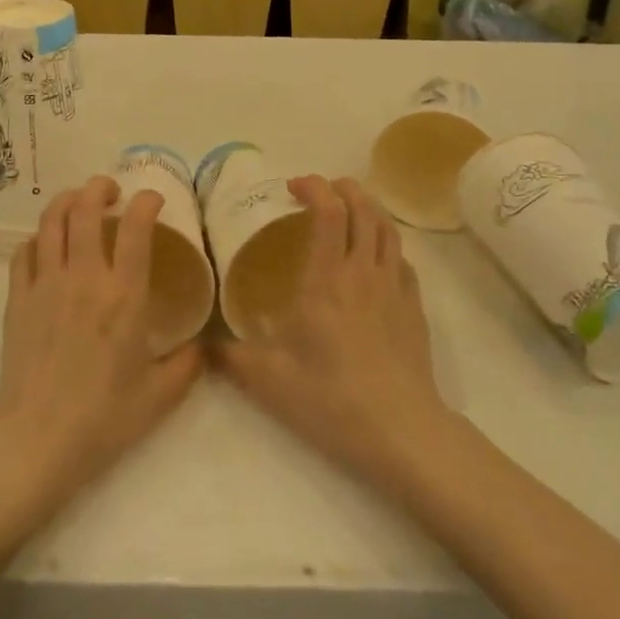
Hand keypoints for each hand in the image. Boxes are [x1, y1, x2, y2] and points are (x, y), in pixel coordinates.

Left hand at [0, 178, 202, 503]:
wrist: (36, 439)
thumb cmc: (102, 418)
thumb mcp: (159, 396)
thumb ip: (188, 365)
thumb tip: (205, 345)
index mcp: (124, 295)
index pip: (136, 227)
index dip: (146, 202)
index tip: (153, 199)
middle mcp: (84, 277)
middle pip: (84, 208)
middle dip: (99, 187)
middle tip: (111, 191)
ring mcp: (45, 284)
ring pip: (50, 221)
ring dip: (66, 201)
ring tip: (78, 203)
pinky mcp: (17, 299)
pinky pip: (24, 252)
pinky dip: (38, 238)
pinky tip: (47, 245)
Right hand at [218, 177, 453, 492]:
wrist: (401, 431)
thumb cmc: (331, 399)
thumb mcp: (269, 381)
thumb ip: (232, 356)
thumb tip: (204, 343)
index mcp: (326, 280)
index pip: (329, 212)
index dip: (314, 187)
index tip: (293, 187)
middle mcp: (363, 272)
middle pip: (364, 207)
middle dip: (343, 187)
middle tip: (321, 190)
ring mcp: (394, 287)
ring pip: (387, 228)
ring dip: (368, 207)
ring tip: (349, 209)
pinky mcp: (414, 306)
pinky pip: (403, 258)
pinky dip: (386, 243)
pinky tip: (375, 257)